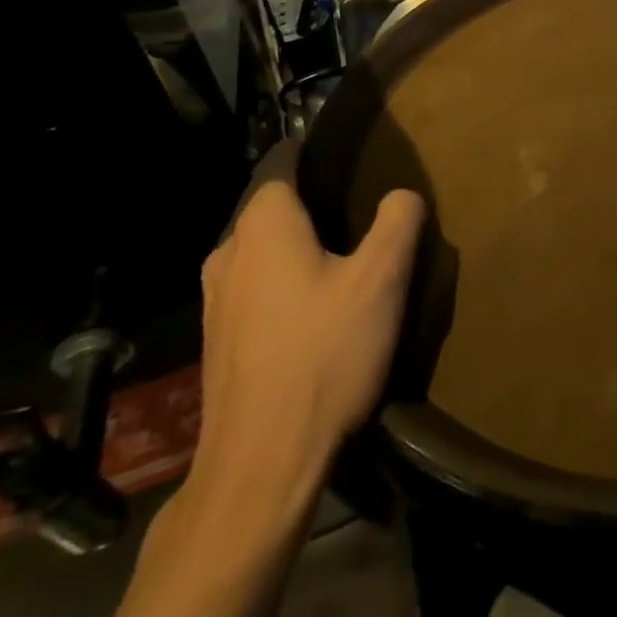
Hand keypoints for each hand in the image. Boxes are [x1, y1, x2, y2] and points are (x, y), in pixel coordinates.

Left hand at [189, 142, 425, 521]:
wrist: (261, 464)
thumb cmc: (323, 354)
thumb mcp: (381, 278)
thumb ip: (398, 220)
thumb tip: (401, 194)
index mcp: (263, 225)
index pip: (283, 163)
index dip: (316, 152)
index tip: (353, 156)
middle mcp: (229, 252)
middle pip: (273, 206)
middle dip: (314, 202)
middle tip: (363, 210)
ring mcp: (216, 300)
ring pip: (263, 249)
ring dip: (299, 246)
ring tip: (345, 258)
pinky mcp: (218, 340)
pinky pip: (256, 286)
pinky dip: (285, 281)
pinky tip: (317, 308)